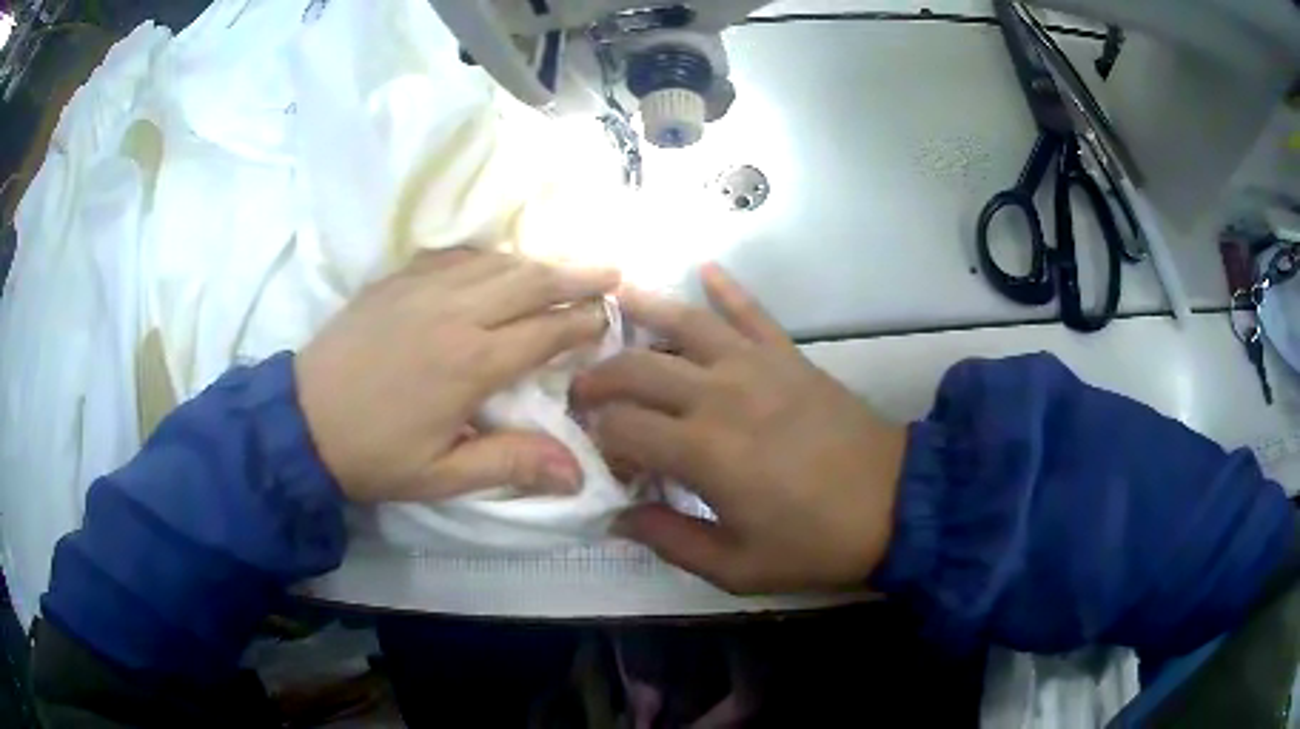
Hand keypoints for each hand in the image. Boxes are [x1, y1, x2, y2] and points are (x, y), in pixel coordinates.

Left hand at [295, 248, 619, 502]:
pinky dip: (484, 256)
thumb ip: (510, 464)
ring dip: (535, 262)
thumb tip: (577, 473)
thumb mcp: (441, 475)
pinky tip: (493, 262)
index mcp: (471, 363)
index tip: (608, 318)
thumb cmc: (374, 454)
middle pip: (529, 282)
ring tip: (563, 267)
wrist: (301, 421)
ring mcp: (422, 289)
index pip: (544, 333)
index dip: (582, 324)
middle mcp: (454, 313)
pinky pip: (452, 256)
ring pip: (494, 262)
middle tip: (610, 272)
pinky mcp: (395, 280)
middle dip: (576, 276)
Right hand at [573, 265, 906, 593]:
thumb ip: (669, 540)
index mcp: (703, 451)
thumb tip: (617, 516)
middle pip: (639, 367)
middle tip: (583, 390)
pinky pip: (752, 312)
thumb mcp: (737, 567)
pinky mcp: (789, 357)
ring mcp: (758, 367)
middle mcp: (720, 394)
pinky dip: (728, 288)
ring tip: (613, 299)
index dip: (598, 437)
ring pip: (687, 324)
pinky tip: (705, 268)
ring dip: (646, 309)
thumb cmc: (815, 543)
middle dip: (600, 376)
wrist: (896, 504)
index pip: (622, 427)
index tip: (596, 453)